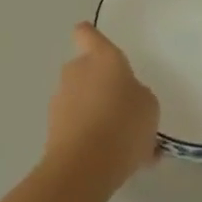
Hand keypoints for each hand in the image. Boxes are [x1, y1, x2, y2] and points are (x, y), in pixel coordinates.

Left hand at [45, 23, 159, 189]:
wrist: (84, 166)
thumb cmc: (123, 123)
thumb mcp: (149, 106)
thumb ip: (138, 95)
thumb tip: (126, 100)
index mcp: (102, 58)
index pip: (87, 34)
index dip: (90, 36)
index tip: (96, 44)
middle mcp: (76, 72)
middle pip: (86, 70)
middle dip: (101, 86)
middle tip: (125, 109)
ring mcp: (60, 100)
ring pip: (82, 100)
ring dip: (97, 114)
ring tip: (124, 144)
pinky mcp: (52, 129)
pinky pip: (77, 126)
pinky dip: (91, 138)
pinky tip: (114, 160)